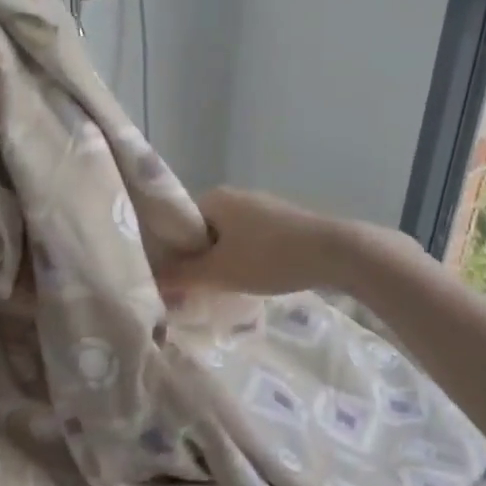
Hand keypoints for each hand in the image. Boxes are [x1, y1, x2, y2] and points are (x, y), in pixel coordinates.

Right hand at [157, 187, 360, 297]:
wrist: (334, 252)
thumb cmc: (270, 258)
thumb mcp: (220, 272)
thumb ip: (183, 276)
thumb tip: (151, 281)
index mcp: (214, 198)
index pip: (177, 223)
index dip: (170, 251)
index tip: (170, 278)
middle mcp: (235, 195)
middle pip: (202, 230)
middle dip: (198, 259)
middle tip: (194, 289)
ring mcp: (261, 207)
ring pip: (227, 237)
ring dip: (222, 261)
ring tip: (223, 288)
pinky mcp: (282, 221)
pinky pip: (250, 240)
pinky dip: (245, 258)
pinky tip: (252, 279)